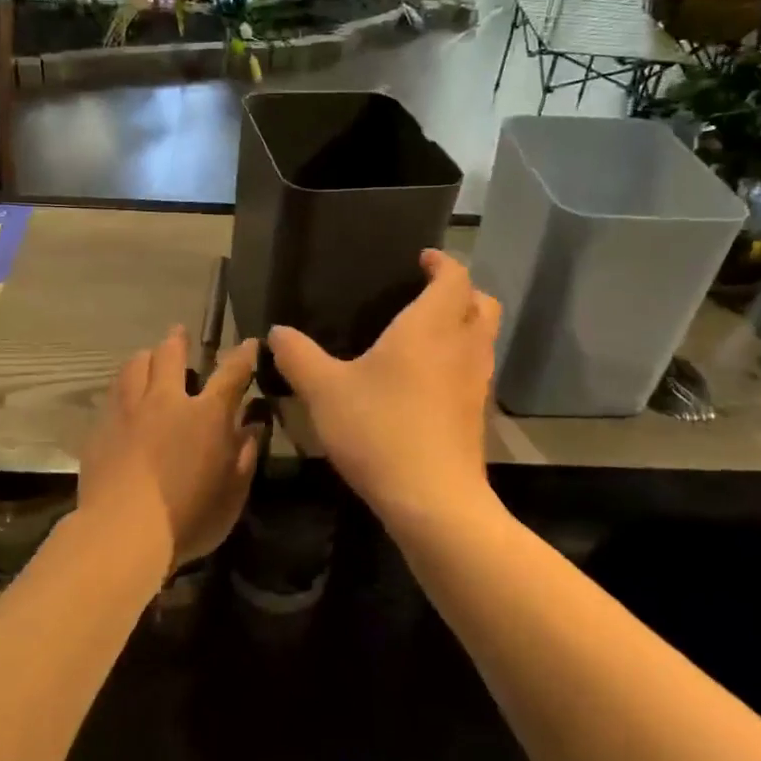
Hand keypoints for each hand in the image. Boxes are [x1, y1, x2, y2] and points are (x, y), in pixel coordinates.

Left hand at [77, 326, 261, 572]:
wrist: (122, 532)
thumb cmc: (188, 517)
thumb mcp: (232, 494)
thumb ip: (244, 455)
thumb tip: (251, 427)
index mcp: (206, 414)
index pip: (231, 372)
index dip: (243, 355)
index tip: (249, 343)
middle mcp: (166, 401)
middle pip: (169, 354)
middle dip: (177, 340)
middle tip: (179, 334)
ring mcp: (128, 411)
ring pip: (134, 366)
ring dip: (145, 358)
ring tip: (147, 359)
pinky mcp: (101, 428)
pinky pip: (112, 395)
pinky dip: (122, 389)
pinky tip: (123, 399)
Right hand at [268, 251, 500, 532]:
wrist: (433, 500)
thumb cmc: (380, 429)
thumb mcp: (325, 391)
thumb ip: (298, 356)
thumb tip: (277, 332)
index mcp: (431, 326)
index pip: (454, 276)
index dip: (442, 262)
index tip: (421, 259)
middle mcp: (463, 346)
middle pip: (482, 303)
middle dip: (461, 291)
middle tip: (426, 293)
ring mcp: (476, 383)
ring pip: (484, 338)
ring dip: (464, 325)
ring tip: (424, 334)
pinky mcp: (477, 415)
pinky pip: (476, 370)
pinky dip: (460, 360)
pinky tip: (426, 380)